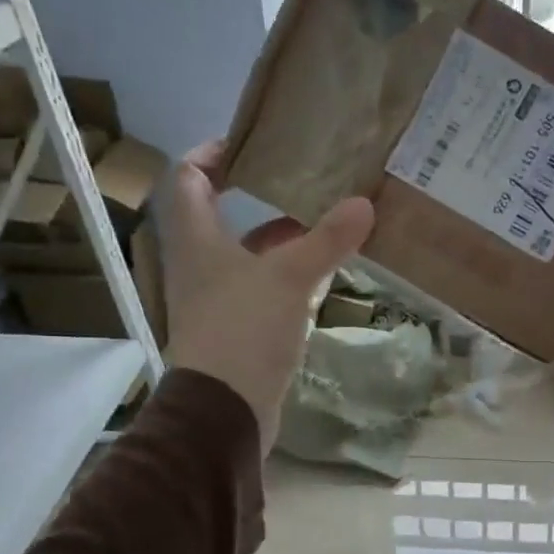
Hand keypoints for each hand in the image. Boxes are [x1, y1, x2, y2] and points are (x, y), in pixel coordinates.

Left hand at [159, 140, 374, 449]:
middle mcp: (199, 265)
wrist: (226, 409)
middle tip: (303, 183)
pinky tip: (319, 278)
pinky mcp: (235, 330)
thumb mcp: (289, 277)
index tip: (248, 144)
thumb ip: (326, 240)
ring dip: (279, 241)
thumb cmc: (244, 330)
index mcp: (196, 240)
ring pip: (246, 257)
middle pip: (222, 218)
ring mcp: (216, 301)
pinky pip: (260, 290)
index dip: (212, 154)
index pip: (189, 179)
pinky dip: (286, 278)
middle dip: (261, 199)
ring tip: (323, 226)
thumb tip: (363, 203)